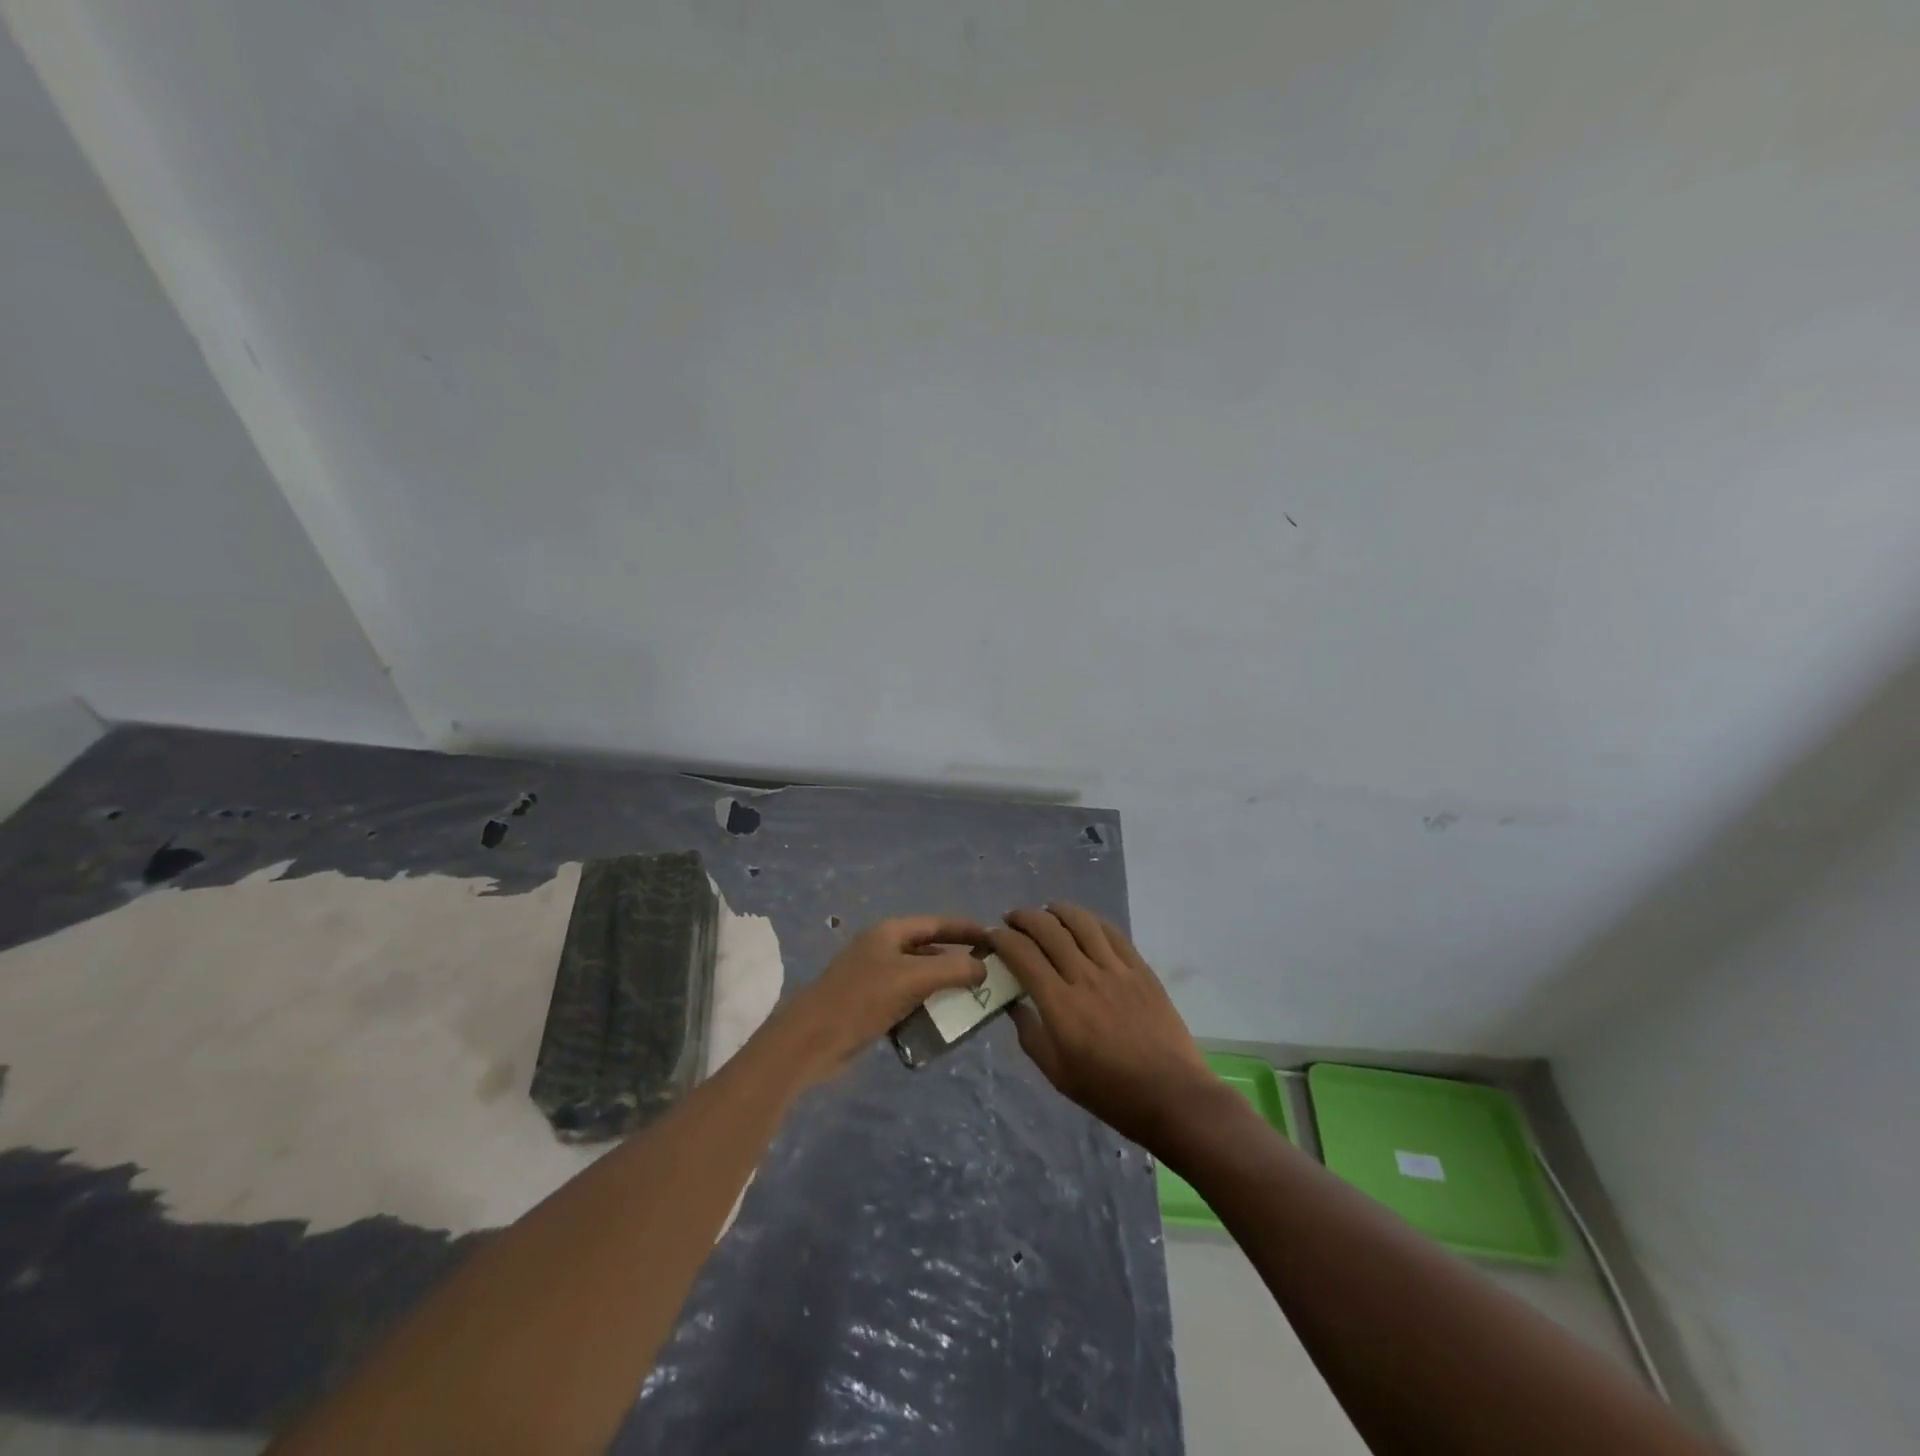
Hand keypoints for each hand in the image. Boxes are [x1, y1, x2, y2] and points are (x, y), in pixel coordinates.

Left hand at [771, 916, 988, 1083]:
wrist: (812, 1040)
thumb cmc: (863, 999)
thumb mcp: (913, 978)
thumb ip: (953, 969)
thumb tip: (983, 968)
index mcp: (890, 932)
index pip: (937, 922)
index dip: (966, 929)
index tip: (995, 938)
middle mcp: (882, 948)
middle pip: (929, 948)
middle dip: (958, 959)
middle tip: (989, 973)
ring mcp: (874, 976)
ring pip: (919, 975)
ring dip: (944, 985)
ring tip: (972, 999)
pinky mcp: (869, 1004)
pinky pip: (907, 998)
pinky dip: (926, 1005)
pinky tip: (942, 1020)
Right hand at [989, 904, 1217, 1151]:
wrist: (1172, 1095)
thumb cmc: (1109, 1091)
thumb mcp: (1057, 1072)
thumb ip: (1030, 1034)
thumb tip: (1014, 1004)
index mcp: (1060, 1005)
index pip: (1023, 955)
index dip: (1002, 939)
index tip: (992, 937)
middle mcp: (1085, 978)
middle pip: (1048, 930)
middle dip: (1023, 918)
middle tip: (1012, 920)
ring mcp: (1116, 970)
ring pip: (1081, 922)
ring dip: (1056, 910)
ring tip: (1045, 912)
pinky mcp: (1141, 969)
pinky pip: (1112, 933)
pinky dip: (1091, 920)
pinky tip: (1082, 922)